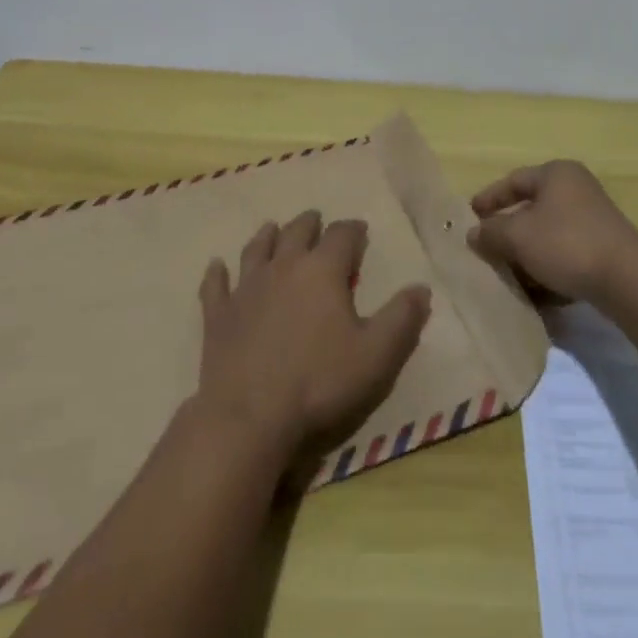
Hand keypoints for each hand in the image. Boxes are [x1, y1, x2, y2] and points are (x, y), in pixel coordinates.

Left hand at [195, 212, 431, 463]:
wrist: (249, 415)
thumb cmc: (319, 382)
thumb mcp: (375, 355)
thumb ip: (401, 318)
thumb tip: (421, 288)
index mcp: (322, 270)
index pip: (342, 235)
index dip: (353, 230)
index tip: (360, 231)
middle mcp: (283, 266)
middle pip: (297, 231)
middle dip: (311, 224)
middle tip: (318, 223)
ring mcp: (246, 287)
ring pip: (257, 248)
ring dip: (268, 236)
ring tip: (273, 229)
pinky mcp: (218, 313)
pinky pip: (216, 285)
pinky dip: (217, 274)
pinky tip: (216, 267)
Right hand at [467, 160, 637, 303]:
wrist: (627, 280)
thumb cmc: (566, 244)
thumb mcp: (518, 236)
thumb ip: (491, 232)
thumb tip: (473, 233)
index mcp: (556, 174)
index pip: (514, 180)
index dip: (490, 198)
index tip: (470, 216)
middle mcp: (576, 189)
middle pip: (532, 208)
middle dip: (508, 231)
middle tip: (487, 248)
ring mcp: (594, 219)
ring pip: (548, 234)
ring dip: (527, 254)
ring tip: (508, 275)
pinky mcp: (604, 248)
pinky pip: (566, 253)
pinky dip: (549, 268)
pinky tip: (537, 293)